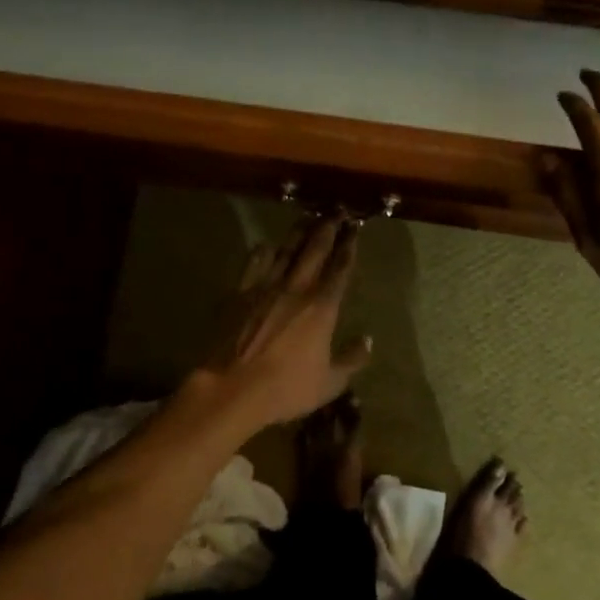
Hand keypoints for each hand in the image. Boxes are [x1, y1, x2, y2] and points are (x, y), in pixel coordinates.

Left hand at [192, 213, 371, 428]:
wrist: (232, 388)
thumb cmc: (285, 388)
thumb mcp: (329, 383)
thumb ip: (351, 360)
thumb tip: (367, 341)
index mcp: (322, 307)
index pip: (340, 269)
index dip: (349, 247)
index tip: (355, 229)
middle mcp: (297, 289)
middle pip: (314, 250)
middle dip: (327, 229)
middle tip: (335, 212)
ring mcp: (265, 287)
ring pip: (286, 251)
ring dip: (298, 233)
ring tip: (307, 219)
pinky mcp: (240, 293)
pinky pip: (254, 264)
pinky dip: (263, 252)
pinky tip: (266, 245)